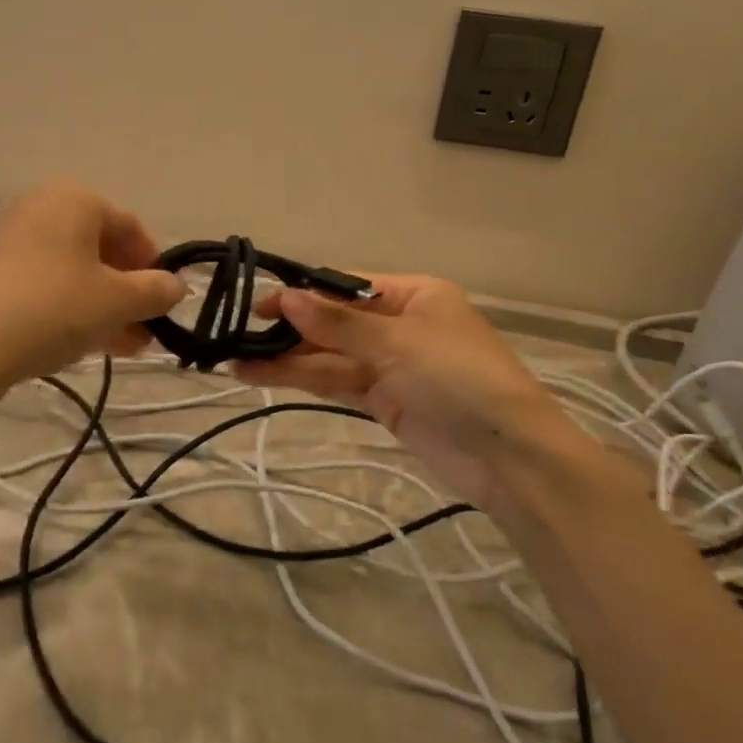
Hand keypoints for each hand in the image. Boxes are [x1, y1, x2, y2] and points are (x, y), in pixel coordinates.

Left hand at [0, 180, 186, 395]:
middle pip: (100, 250)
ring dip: (105, 308)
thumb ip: (155, 291)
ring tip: (127, 347)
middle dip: (128, 293)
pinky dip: (72, 309)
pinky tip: (90, 345)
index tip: (166, 300)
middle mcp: (40, 208)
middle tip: (147, 330)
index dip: (154, 264)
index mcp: (74, 199)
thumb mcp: (117, 301)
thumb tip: (176, 286)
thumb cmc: (53, 308)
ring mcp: (11, 240)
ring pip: (74, 273)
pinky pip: (46, 285)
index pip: (130, 226)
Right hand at [233, 276, 607, 507]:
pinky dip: (304, 381)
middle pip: (334, 323)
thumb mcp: (396, 343)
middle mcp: (399, 325)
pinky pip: (337, 382)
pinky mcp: (383, 401)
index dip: (303, 295)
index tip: (260, 305)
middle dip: (289, 330)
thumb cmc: (458, 378)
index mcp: (413, 295)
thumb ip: (336, 324)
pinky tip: (265, 378)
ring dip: (287, 359)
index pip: (347, 288)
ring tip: (235, 363)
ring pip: (330, 356)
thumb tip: (285, 296)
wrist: (507, 455)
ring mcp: (391, 366)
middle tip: (238, 336)